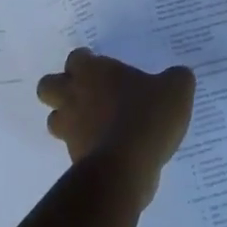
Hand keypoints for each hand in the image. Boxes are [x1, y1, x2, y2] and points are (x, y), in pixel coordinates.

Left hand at [36, 48, 194, 191]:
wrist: (127, 167)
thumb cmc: (147, 116)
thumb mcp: (176, 89)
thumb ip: (176, 78)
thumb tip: (178, 76)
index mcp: (92, 73)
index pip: (76, 58)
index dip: (85, 61)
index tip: (99, 65)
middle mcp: (74, 97)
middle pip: (47, 87)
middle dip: (61, 88)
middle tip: (86, 92)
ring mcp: (71, 130)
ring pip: (54, 120)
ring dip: (68, 120)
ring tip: (94, 123)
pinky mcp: (75, 160)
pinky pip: (74, 149)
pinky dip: (86, 148)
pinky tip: (110, 149)